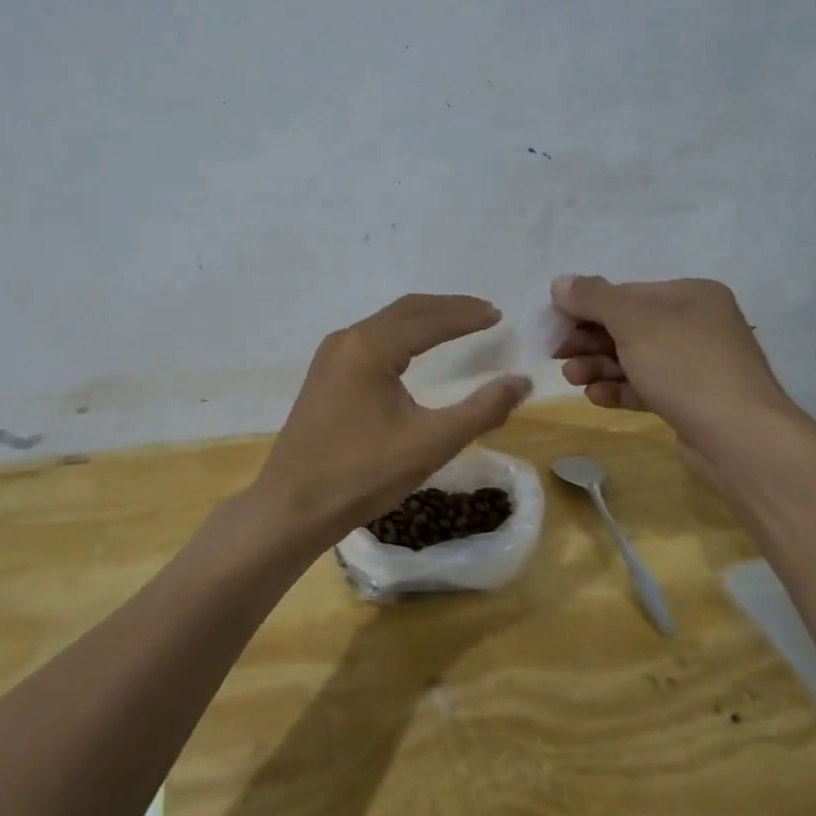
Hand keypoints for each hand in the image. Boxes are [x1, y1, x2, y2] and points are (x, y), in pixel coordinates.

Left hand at [247, 294, 529, 554]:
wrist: (293, 506)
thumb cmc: (363, 474)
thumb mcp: (431, 444)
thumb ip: (481, 410)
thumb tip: (522, 382)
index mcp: (370, 347)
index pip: (428, 318)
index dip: (466, 314)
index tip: (499, 314)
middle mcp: (347, 339)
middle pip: (406, 311)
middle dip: (447, 309)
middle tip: (485, 313)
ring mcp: (331, 355)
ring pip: (386, 323)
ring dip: (424, 320)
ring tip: (459, 325)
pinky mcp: (325, 374)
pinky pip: (371, 340)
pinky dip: (402, 336)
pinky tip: (416, 351)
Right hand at [549, 274, 797, 455]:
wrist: (740, 438)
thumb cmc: (685, 366)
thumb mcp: (633, 322)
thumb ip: (593, 298)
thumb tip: (560, 282)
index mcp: (690, 295)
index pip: (625, 293)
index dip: (585, 308)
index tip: (554, 327)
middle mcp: (697, 324)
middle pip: (627, 326)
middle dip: (589, 341)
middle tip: (557, 355)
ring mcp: (696, 365)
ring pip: (634, 359)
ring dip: (598, 366)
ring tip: (572, 379)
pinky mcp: (691, 401)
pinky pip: (646, 387)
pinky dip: (619, 389)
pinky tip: (596, 397)